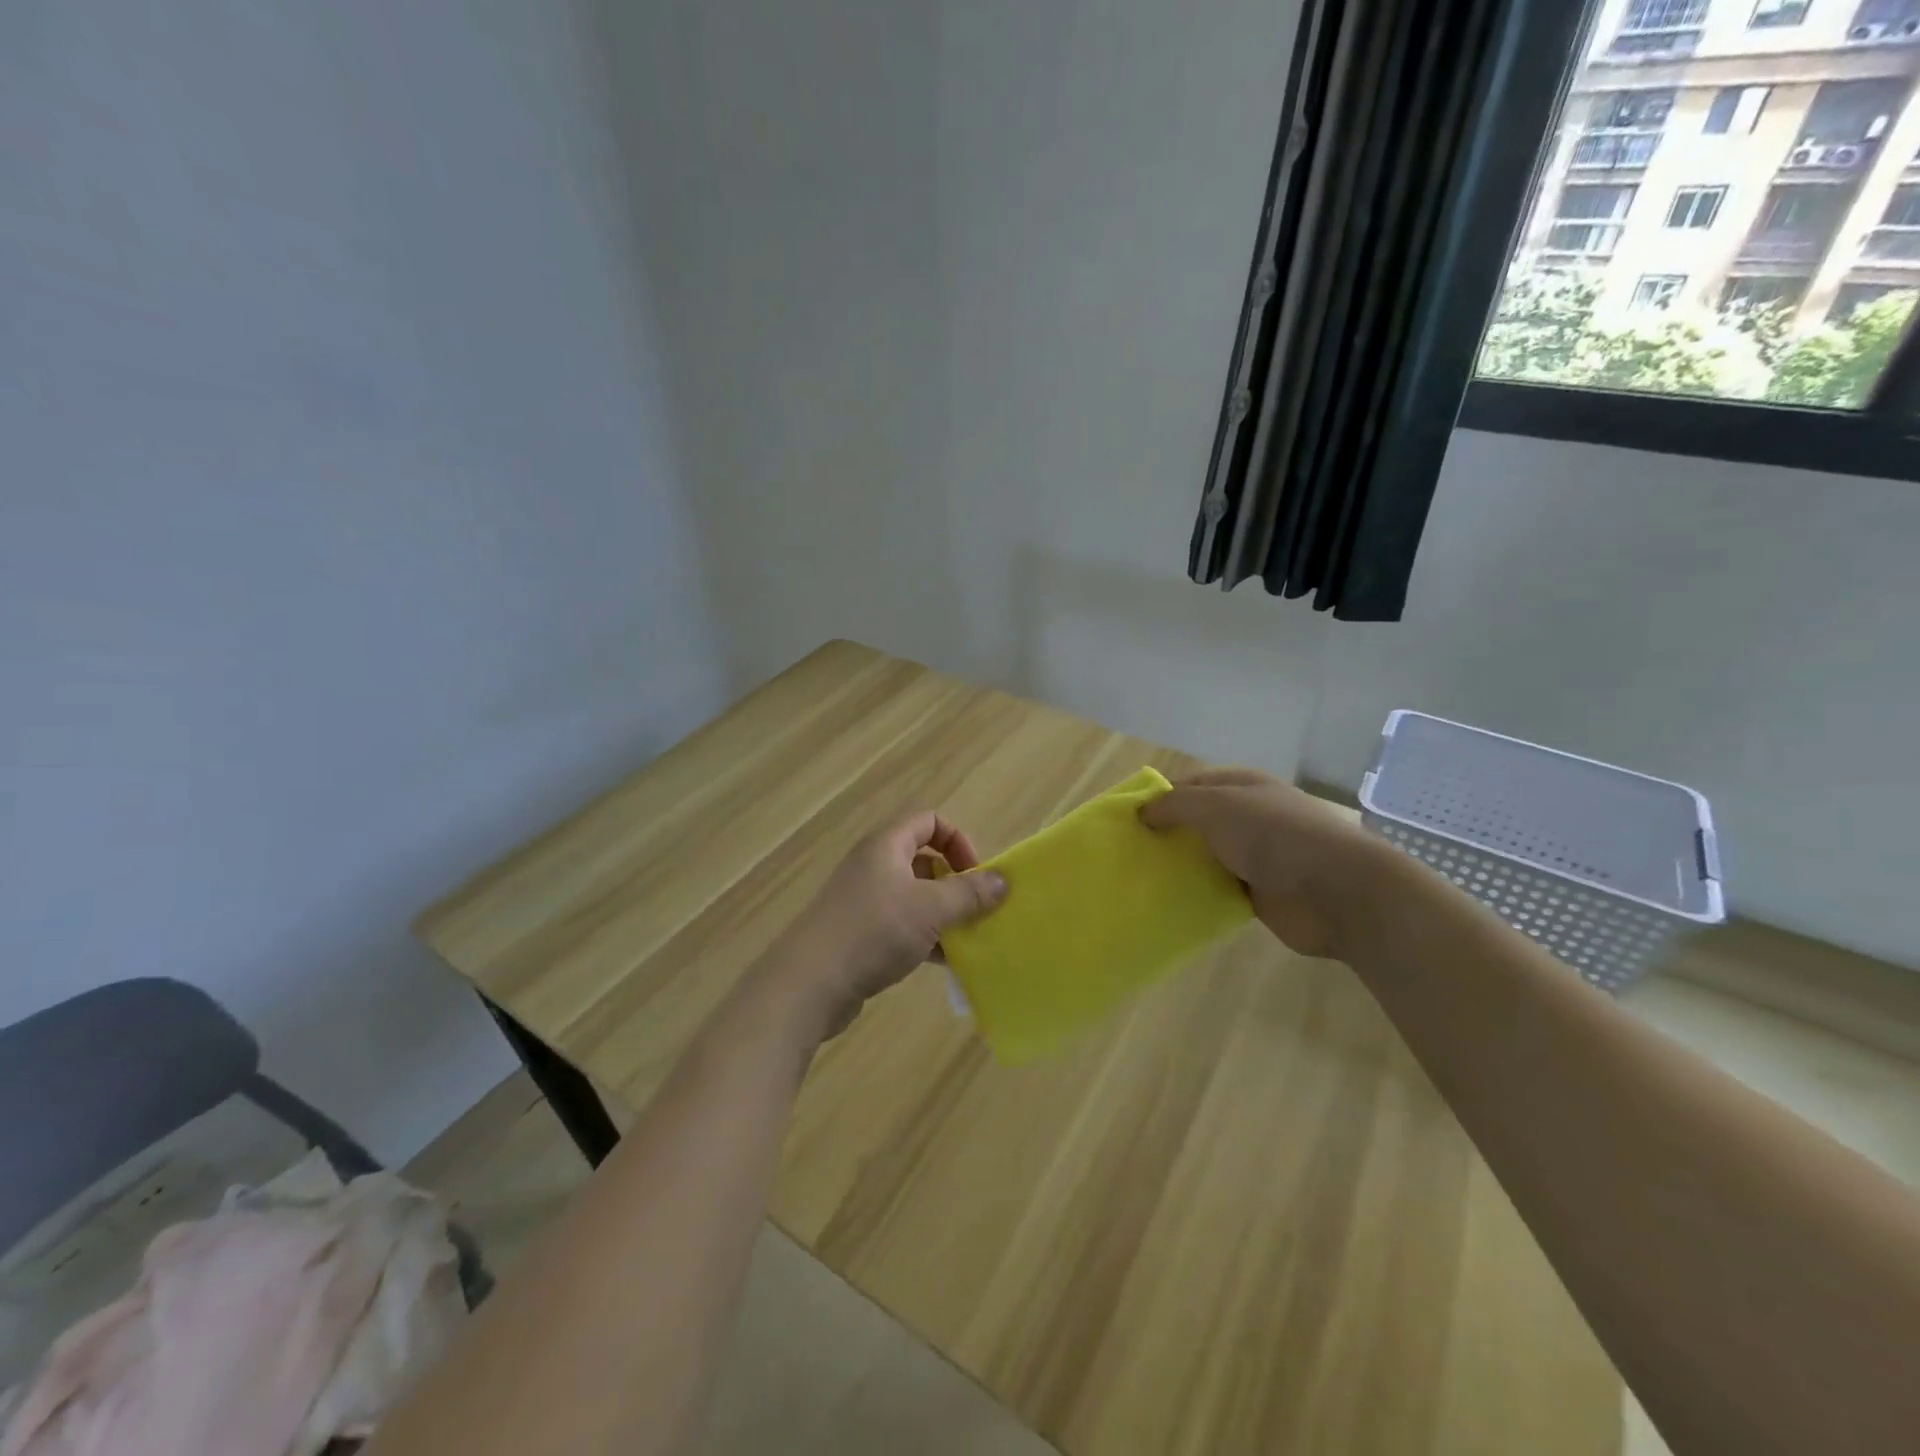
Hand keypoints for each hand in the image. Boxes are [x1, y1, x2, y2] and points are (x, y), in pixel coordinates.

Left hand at [778, 812, 1008, 1037]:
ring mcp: (864, 900)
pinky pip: (902, 925)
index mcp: (886, 845)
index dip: (958, 841)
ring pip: (915, 896)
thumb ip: (969, 893)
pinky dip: (925, 937)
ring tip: (967, 940)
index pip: (929, 821)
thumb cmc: (873, 932)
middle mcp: (874, 865)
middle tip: (975, 910)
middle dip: (955, 883)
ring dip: (943, 914)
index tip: (975, 875)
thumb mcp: (930, 909)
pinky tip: (945, 963)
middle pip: (924, 859)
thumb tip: (1003, 880)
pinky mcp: (860, 933)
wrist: (810, 984)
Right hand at [1140, 768, 1384, 959]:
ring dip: (1179, 866)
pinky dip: (1197, 893)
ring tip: (1140, 877)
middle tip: (1127, 851)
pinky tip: (1169, 901)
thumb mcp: (1215, 805)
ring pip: (1205, 857)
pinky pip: (1217, 889)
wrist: (1335, 891)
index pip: (1190, 785)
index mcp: (1242, 786)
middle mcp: (1248, 816)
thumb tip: (1141, 811)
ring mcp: (1255, 855)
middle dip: (1165, 834)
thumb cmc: (1273, 835)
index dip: (1160, 798)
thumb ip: (1175, 805)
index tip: (1127, 819)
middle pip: (1196, 822)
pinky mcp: (1258, 893)